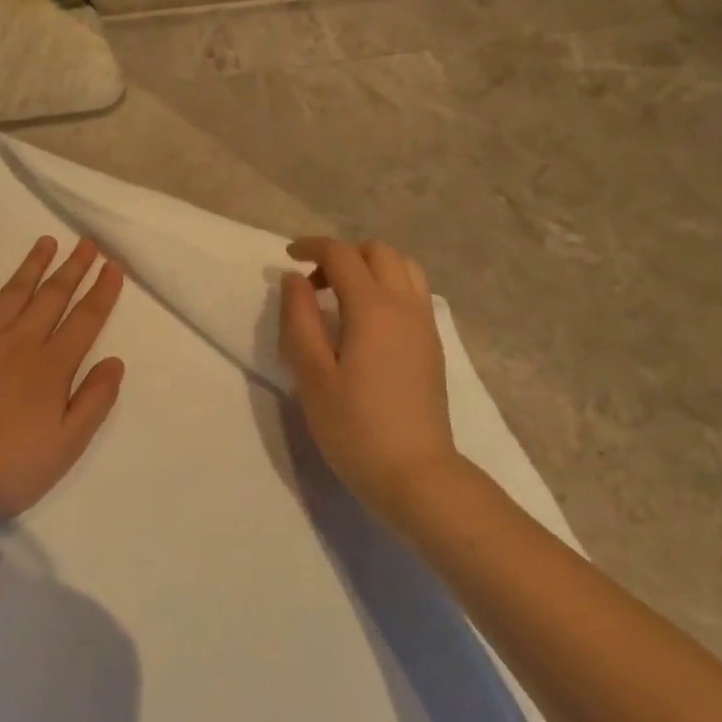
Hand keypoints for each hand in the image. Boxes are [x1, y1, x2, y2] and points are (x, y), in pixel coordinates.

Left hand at [0, 236, 125, 539]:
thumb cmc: (10, 470)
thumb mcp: (67, 446)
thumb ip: (94, 400)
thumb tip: (114, 360)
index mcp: (52, 367)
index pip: (85, 319)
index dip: (102, 291)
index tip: (113, 266)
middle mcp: (19, 342)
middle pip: (52, 296)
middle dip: (73, 267)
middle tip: (87, 243)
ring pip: (13, 291)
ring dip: (33, 264)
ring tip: (47, 241)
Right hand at [279, 237, 469, 523]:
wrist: (416, 475)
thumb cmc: (354, 428)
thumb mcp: (312, 374)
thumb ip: (300, 319)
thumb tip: (294, 279)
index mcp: (373, 309)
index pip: (343, 255)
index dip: (313, 247)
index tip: (288, 256)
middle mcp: (406, 306)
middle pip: (379, 253)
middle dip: (343, 255)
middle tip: (314, 284)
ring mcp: (425, 326)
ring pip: (404, 269)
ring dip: (370, 268)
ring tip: (342, 298)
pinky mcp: (432, 346)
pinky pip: (413, 294)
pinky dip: (388, 287)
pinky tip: (366, 323)